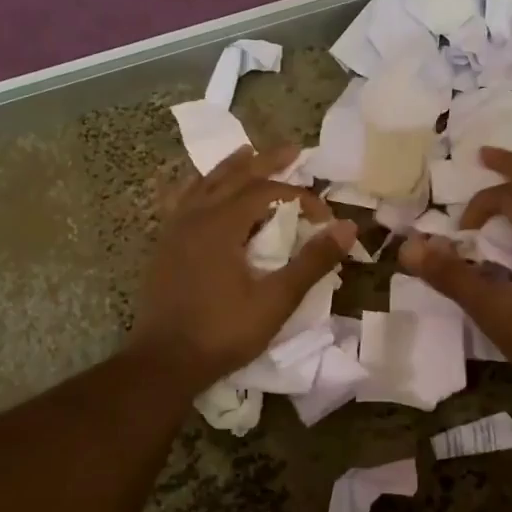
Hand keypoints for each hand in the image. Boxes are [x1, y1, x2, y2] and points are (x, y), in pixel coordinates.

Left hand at [131, 145, 355, 391]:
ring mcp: (174, 231)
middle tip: (292, 149)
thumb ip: (312, 262)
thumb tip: (347, 228)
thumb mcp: (276, 300)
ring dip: (231, 168)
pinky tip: (200, 190)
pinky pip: (183, 202)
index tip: (324, 217)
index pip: (266, 193)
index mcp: (221, 225)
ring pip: (204, 185)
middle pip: (234, 177)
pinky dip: (199, 188)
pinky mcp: (164, 247)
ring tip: (247, 152)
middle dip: (265, 162)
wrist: (164, 362)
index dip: (299, 197)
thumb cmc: (222, 332)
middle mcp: (195, 217)